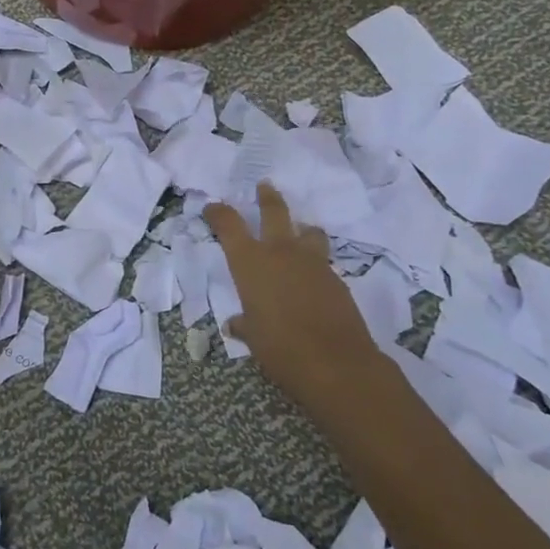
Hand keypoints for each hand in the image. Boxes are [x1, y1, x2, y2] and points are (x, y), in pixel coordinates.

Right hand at [205, 182, 371, 413]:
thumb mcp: (253, 337)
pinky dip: (314, 261)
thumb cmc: (280, 347)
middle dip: (267, 198)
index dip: (219, 213)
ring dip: (302, 228)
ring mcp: (312, 262)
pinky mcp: (337, 278)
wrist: (336, 362)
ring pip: (308, 231)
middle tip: (264, 186)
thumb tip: (236, 324)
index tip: (212, 207)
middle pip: (274, 212)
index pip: (229, 225)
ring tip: (300, 231)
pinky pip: (322, 260)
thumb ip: (245, 324)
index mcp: (250, 262)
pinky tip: (312, 277)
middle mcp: (280, 252)